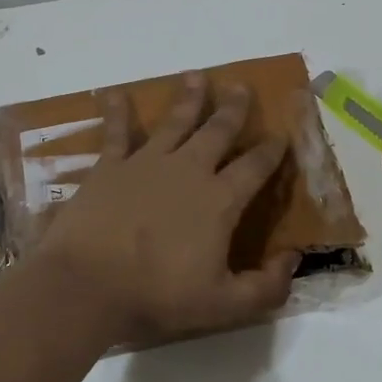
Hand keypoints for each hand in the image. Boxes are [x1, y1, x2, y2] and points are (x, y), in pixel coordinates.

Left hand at [31, 73, 298, 345]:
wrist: (87, 284)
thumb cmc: (156, 295)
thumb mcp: (223, 305)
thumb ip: (266, 286)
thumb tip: (294, 258)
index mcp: (219, 200)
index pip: (255, 167)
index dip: (271, 150)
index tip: (282, 135)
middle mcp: (188, 170)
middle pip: (217, 131)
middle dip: (233, 109)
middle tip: (242, 87)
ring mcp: (147, 163)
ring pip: (175, 122)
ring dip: (188, 98)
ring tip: (196, 76)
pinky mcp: (110, 166)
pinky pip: (116, 132)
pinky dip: (117, 111)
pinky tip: (115, 93)